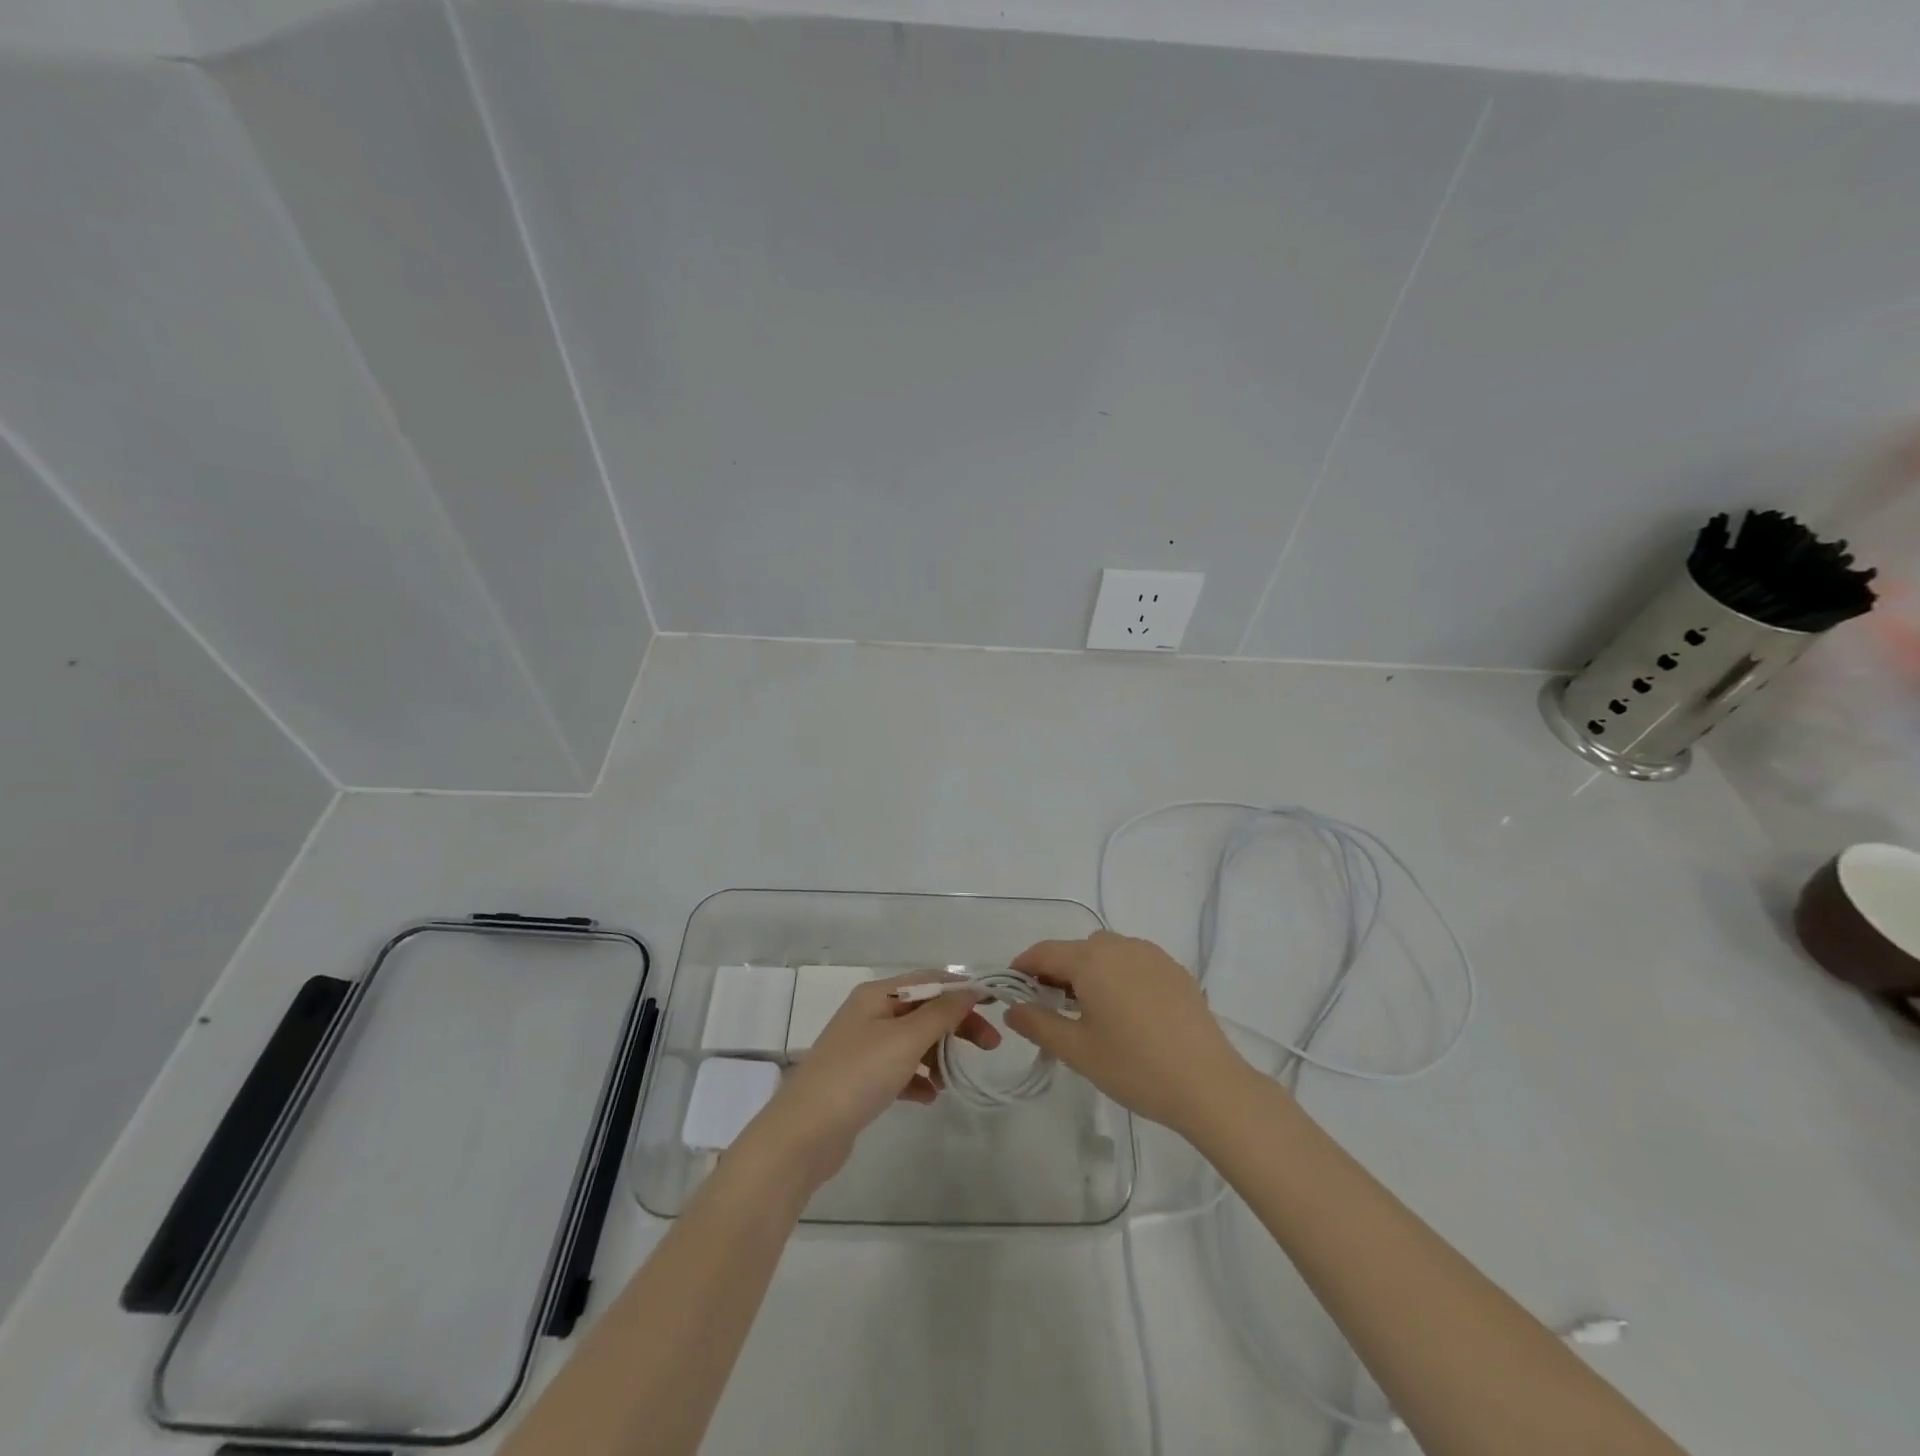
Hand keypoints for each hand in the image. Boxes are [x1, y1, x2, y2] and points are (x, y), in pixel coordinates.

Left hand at [742, 973, 1001, 1187]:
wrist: (804, 1134)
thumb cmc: (858, 1075)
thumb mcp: (905, 1039)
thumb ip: (942, 1013)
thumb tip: (971, 988)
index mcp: (876, 995)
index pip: (929, 980)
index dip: (963, 989)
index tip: (996, 1006)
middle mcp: (869, 1014)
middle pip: (923, 1011)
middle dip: (956, 1025)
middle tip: (990, 1046)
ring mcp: (863, 1048)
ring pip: (913, 1042)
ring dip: (938, 1055)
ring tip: (955, 1080)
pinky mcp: (860, 1081)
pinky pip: (900, 1070)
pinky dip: (918, 1078)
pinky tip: (930, 1096)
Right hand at [1004, 931, 1256, 1137]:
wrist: (1208, 1084)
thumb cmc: (1134, 1066)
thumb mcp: (1077, 1051)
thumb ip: (1038, 1024)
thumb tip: (1013, 1009)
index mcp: (1091, 959)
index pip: (1044, 952)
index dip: (1023, 966)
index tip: (1011, 988)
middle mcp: (1120, 946)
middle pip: (1076, 949)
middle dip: (1056, 971)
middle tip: (1048, 1006)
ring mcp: (1151, 955)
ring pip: (1106, 953)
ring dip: (1088, 972)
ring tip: (1087, 1010)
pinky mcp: (1174, 970)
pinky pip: (1133, 962)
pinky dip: (1117, 976)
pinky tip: (1125, 1012)